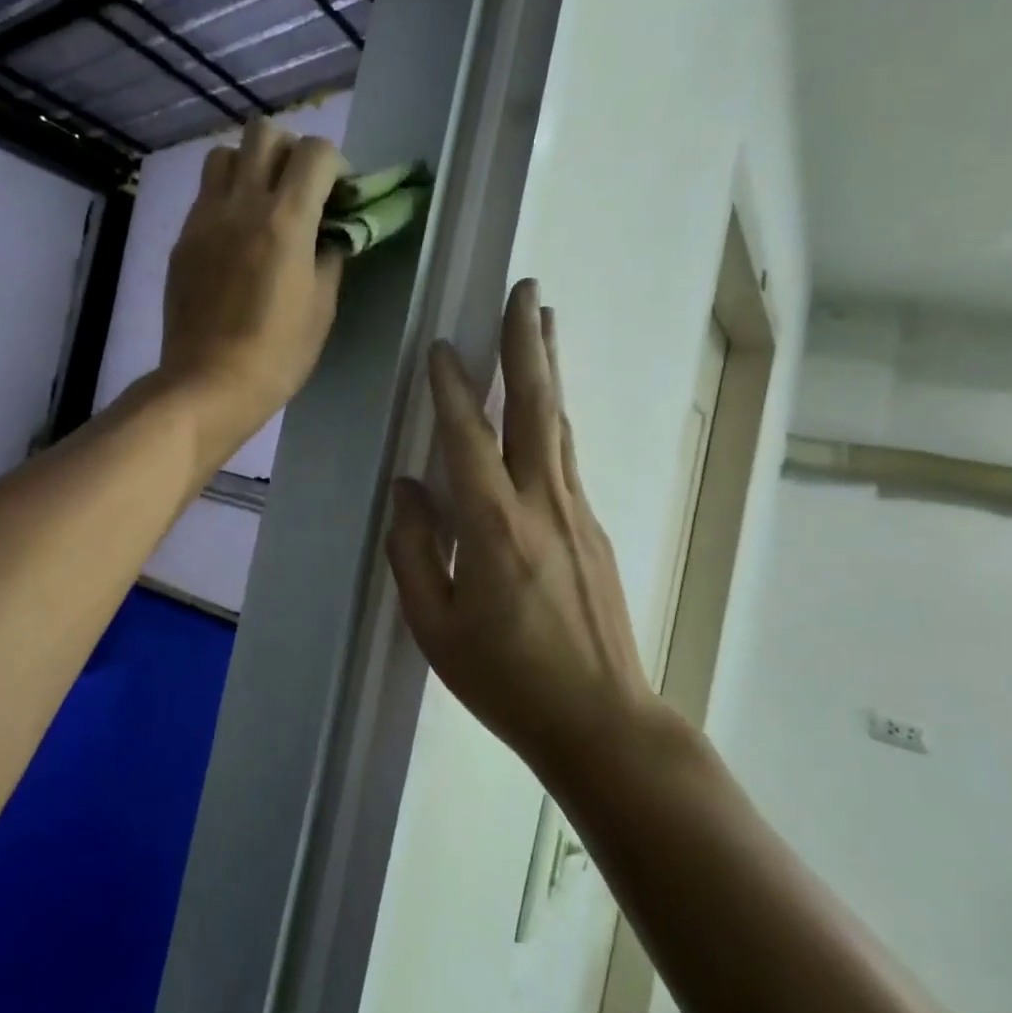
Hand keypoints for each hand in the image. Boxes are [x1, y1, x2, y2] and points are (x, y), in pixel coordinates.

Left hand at [159, 118, 347, 463]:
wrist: (209, 383)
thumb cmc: (277, 353)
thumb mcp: (322, 306)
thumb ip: (330, 255)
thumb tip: (330, 233)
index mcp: (286, 221)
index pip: (316, 151)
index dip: (336, 164)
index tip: (339, 195)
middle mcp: (242, 205)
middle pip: (264, 132)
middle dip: (291, 150)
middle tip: (300, 189)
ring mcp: (205, 218)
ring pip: (225, 154)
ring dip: (251, 166)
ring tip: (263, 203)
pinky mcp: (182, 239)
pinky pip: (205, 194)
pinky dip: (226, 197)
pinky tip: (236, 236)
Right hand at [386, 281, 662, 784]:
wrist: (603, 722)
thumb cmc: (506, 680)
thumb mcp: (434, 626)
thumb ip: (413, 550)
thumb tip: (408, 487)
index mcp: (494, 527)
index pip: (467, 438)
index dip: (450, 388)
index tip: (441, 346)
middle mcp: (542, 503)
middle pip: (534, 407)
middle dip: (526, 343)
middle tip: (526, 290)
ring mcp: (576, 511)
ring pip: (558, 423)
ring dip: (547, 367)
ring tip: (542, 321)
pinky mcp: (593, 527)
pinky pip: (565, 454)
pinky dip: (552, 415)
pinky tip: (545, 404)